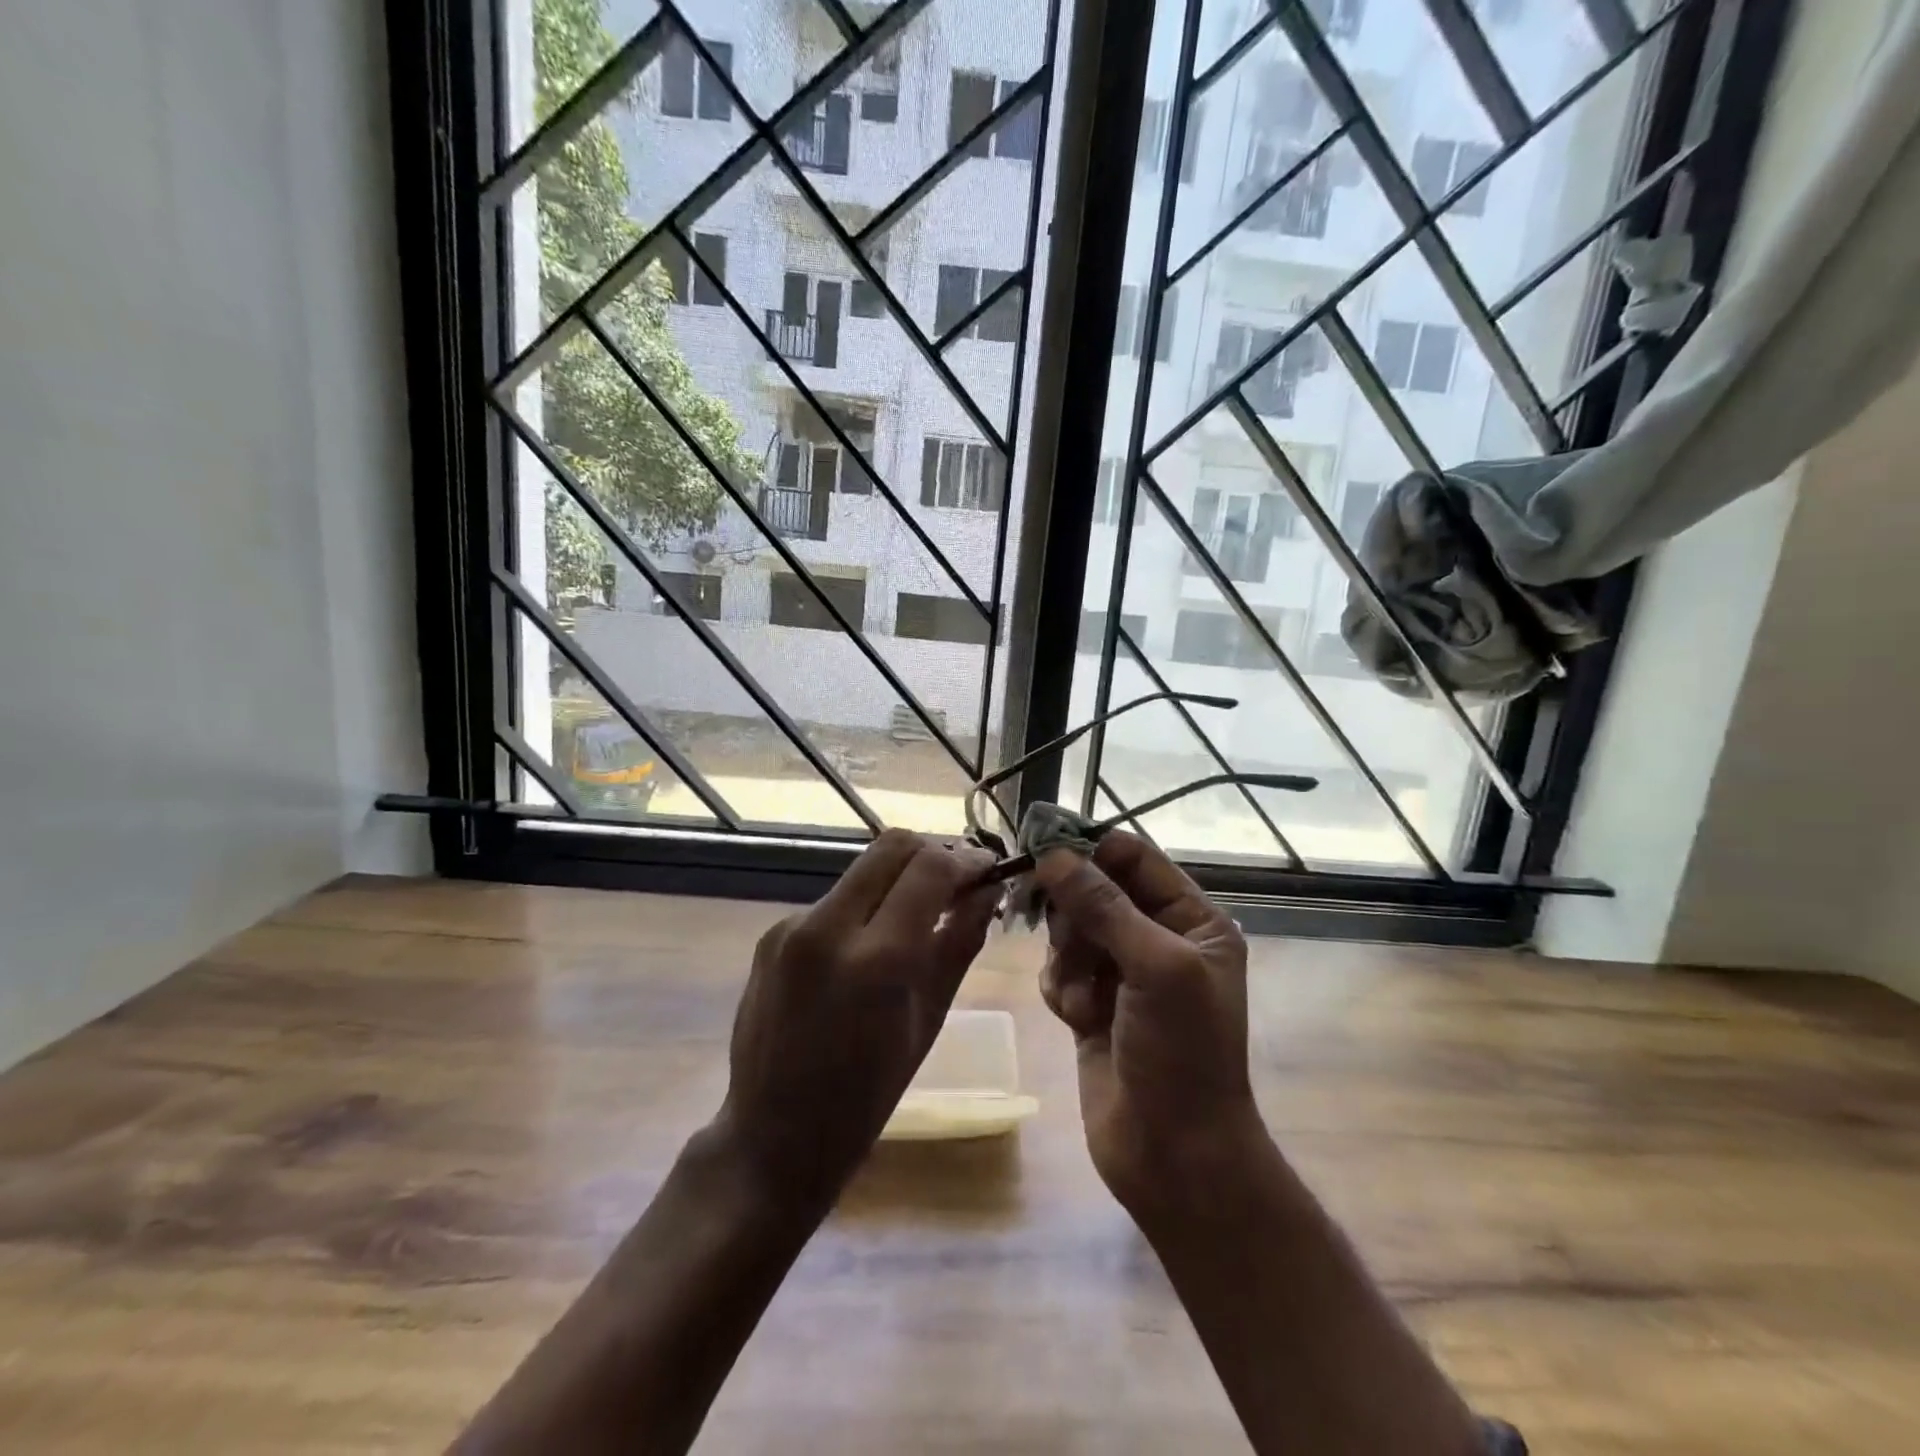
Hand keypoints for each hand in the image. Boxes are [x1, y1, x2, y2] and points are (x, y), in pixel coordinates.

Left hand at [712, 829, 1000, 1208]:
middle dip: (932, 854)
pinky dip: (865, 906)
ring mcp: (792, 926)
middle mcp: (827, 927)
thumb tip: (989, 889)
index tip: (986, 870)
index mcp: (876, 960)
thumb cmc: (868, 1096)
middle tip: (956, 884)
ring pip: (862, 870)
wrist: (773, 1138)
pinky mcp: (772, 933)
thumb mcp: (929, 1020)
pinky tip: (871, 944)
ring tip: (918, 916)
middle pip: (891, 846)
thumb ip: (960, 942)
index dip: (966, 860)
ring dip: (898, 879)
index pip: (929, 867)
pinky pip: (834, 900)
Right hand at [1035, 832, 1267, 1222]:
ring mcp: (1122, 972)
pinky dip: (1061, 988)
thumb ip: (1104, 905)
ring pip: (1070, 930)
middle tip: (1068, 939)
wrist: (1174, 1157)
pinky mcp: (1090, 1003)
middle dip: (1075, 913)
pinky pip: (1058, 970)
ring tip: (1083, 998)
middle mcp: (1158, 938)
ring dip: (1068, 959)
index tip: (1040, 845)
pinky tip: (1077, 1020)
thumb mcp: (1156, 968)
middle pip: (1093, 889)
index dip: (1089, 847)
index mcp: (1192, 920)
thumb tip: (1053, 854)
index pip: (1133, 858)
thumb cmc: (1183, 1053)